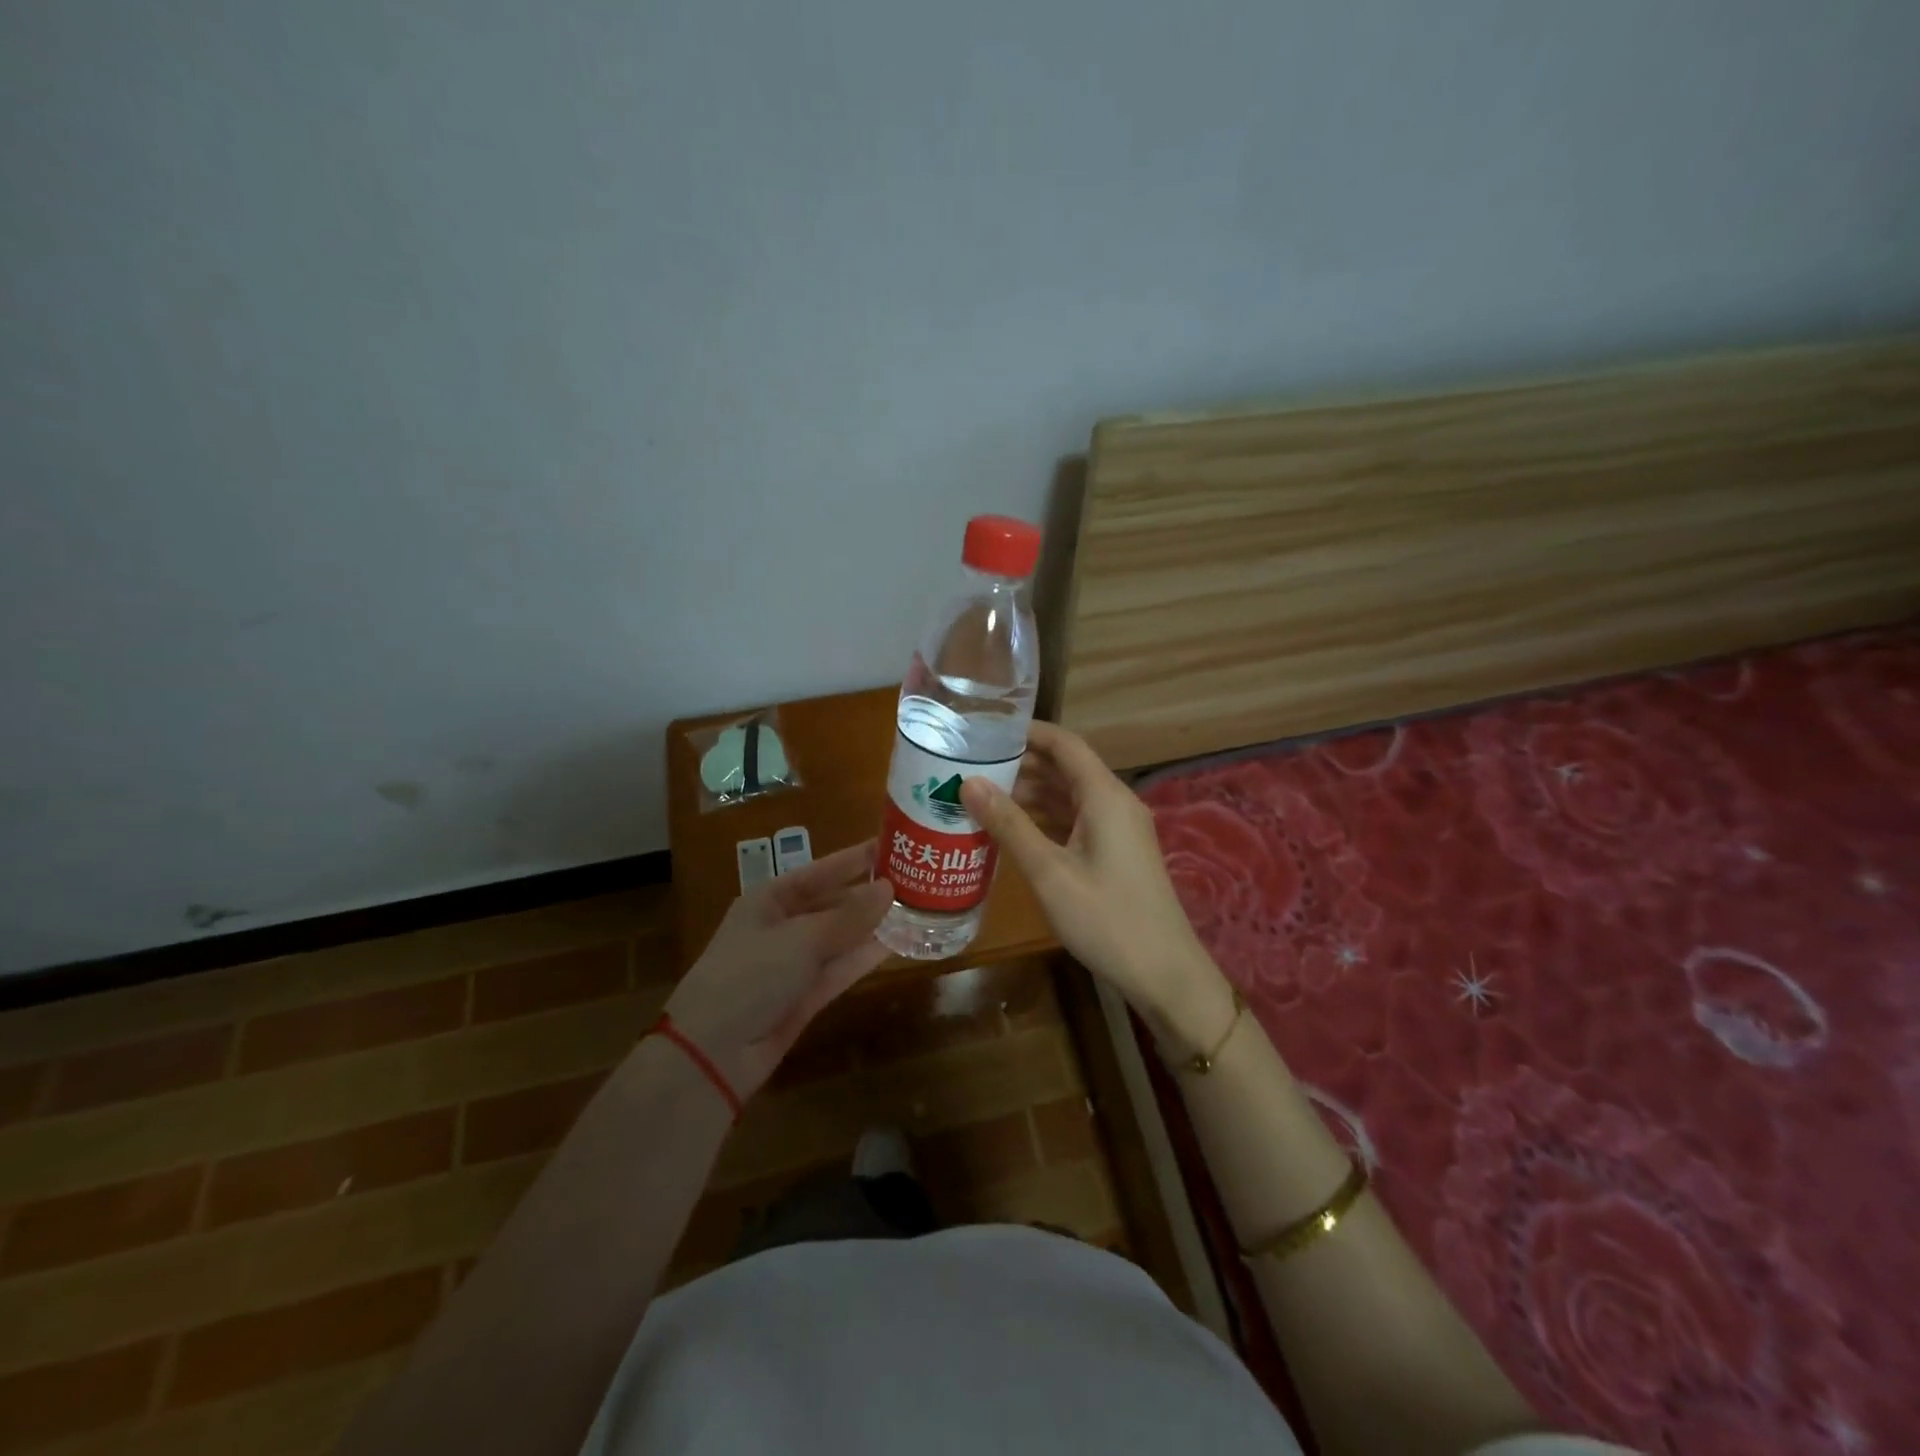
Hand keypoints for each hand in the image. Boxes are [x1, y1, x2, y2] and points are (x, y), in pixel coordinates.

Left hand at [662, 842, 892, 1099]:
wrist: (714, 1053)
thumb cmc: (750, 975)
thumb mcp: (801, 938)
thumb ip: (849, 915)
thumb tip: (889, 888)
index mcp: (769, 900)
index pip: (819, 871)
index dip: (853, 859)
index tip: (890, 845)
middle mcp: (782, 926)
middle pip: (832, 903)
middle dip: (868, 893)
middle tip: (913, 879)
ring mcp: (795, 963)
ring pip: (841, 936)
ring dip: (873, 925)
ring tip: (916, 908)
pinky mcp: (806, 995)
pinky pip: (842, 967)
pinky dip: (867, 956)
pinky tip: (899, 942)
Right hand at [961, 722, 1234, 1047]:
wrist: (1163, 972)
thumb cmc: (1105, 918)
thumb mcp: (1048, 871)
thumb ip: (1009, 824)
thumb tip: (969, 782)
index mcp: (1105, 795)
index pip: (1065, 743)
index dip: (1027, 732)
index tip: (985, 731)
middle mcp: (1115, 802)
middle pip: (1066, 767)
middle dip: (1022, 763)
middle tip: (973, 765)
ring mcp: (1119, 828)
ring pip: (1070, 795)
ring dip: (1032, 792)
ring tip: (983, 794)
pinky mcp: (1117, 851)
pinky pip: (1077, 819)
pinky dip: (1046, 817)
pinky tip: (1014, 828)